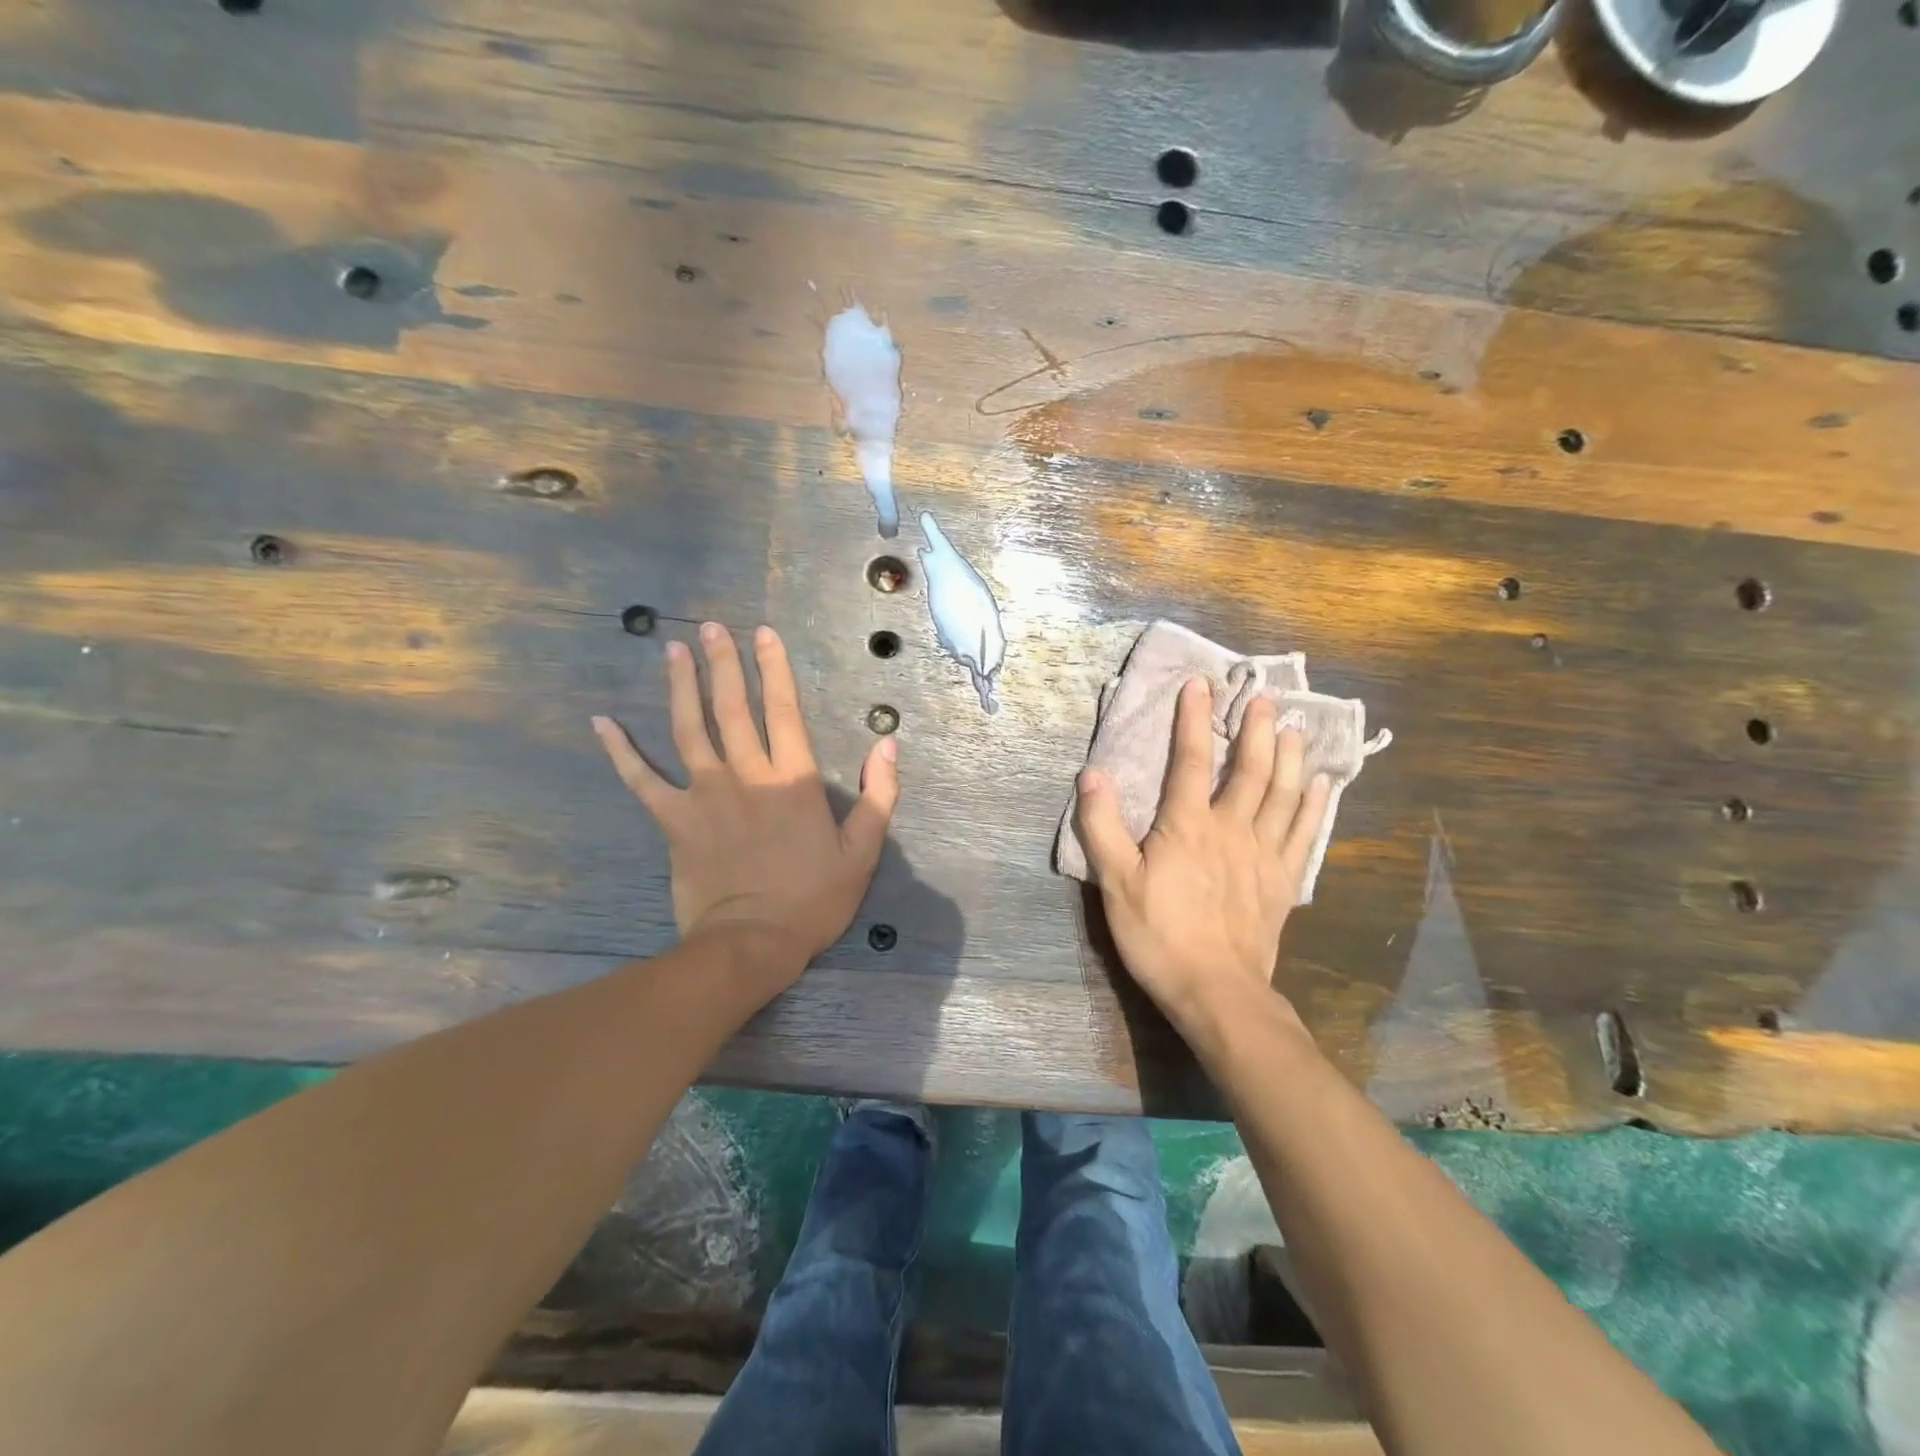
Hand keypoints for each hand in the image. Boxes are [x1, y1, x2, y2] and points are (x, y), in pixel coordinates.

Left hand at [592, 622, 898, 976]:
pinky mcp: (674, 820)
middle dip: (724, 664)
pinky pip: (641, 780)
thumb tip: (888, 745)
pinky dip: (621, 751)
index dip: (775, 669)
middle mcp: (747, 775)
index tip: (763, 634)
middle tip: (711, 628)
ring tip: (672, 651)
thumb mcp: (863, 851)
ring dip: (681, 687)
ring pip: (689, 729)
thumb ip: (879, 795)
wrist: (753, 943)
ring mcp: (705, 795)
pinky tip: (602, 723)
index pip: (785, 710)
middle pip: (733, 708)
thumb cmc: (813, 899)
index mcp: (793, 780)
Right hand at [1076, 678, 1330, 1037]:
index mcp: (1187, 825)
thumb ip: (1102, 826)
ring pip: (1282, 795)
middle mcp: (1231, 829)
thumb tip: (1092, 773)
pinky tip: (1321, 786)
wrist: (1216, 991)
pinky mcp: (1282, 881)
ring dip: (1290, 758)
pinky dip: (1314, 807)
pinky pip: (1303, 835)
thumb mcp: (1115, 882)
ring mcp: (1263, 854)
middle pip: (1249, 770)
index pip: (1190, 761)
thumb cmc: (1159, 935)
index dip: (1193, 720)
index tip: (1199, 685)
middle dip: (1256, 730)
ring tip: (1296, 728)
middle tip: (1265, 697)